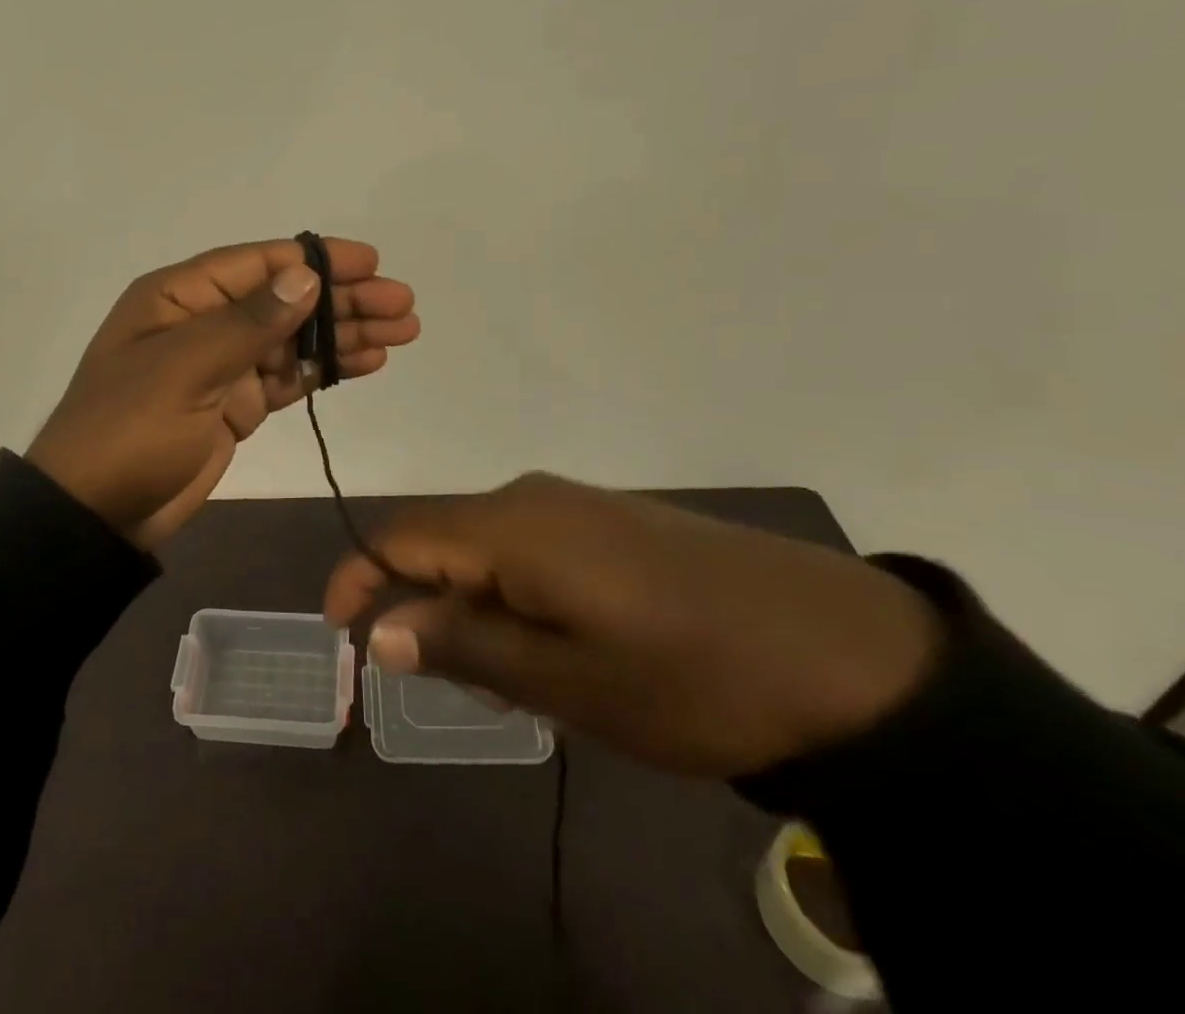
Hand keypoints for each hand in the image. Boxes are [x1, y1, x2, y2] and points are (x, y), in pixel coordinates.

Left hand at [27, 238, 419, 551]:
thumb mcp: (184, 368)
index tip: (370, 262)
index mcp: (180, 297)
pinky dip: (326, 370)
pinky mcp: (237, 404)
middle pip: (285, 300)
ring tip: (403, 332)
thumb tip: (305, 276)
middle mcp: (204, 321)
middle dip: (344, 299)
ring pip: (295, 339)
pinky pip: (289, 377)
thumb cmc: (129, 429)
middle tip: (403, 304)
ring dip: (345, 334)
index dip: (316, 260)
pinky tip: (366, 363)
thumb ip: (248, 323)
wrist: (96, 514)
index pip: (259, 264)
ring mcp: (223, 365)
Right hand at [324, 473, 941, 776]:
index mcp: (510, 527)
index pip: (400, 535)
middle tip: (460, 684)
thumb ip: (465, 645)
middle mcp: (531, 500)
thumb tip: (383, 627)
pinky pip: (531, 552)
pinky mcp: (610, 525)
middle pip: (441, 542)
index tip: (340, 631)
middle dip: (429, 608)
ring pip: (487, 552)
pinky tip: (562, 652)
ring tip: (522, 683)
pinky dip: (517, 600)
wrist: (844, 652)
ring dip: (477, 611)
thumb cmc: (690, 675)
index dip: (360, 578)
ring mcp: (575, 508)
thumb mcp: (567, 680)